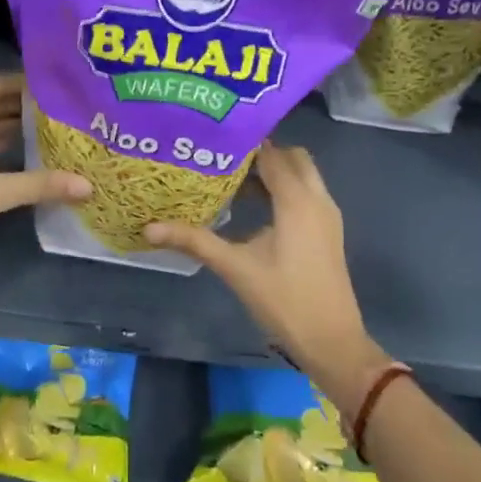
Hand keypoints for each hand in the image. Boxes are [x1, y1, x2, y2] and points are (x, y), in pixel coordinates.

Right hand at [144, 143, 388, 406]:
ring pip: (303, 175)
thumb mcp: (235, 267)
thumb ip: (194, 241)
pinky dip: (286, 189)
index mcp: (297, 200)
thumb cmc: (283, 300)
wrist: (331, 340)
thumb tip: (149, 227)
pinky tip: (255, 209)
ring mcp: (327, 215)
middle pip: (292, 157)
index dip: (244, 144)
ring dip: (275, 172)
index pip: (271, 153)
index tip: (212, 140)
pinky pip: (307, 194)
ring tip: (233, 180)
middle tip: (224, 159)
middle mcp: (317, 198)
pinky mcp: (329, 231)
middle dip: (262, 153)